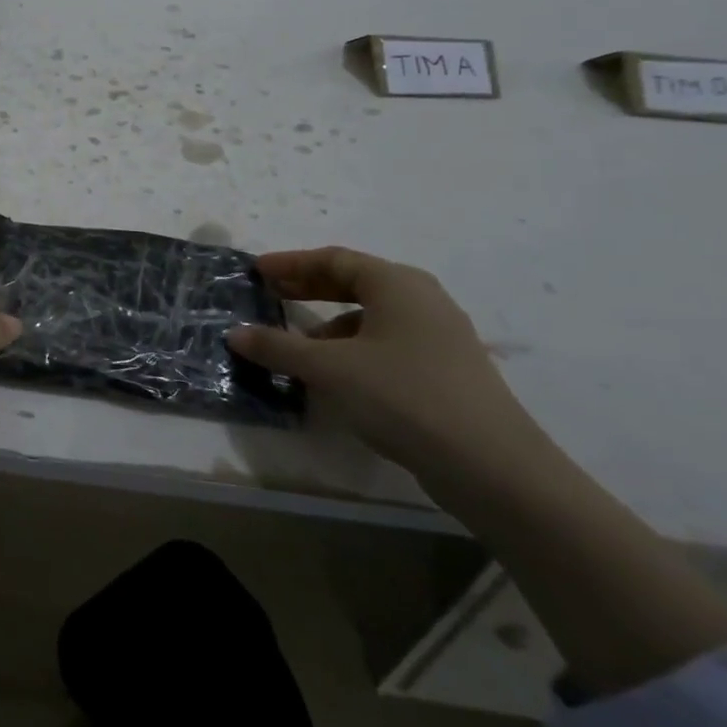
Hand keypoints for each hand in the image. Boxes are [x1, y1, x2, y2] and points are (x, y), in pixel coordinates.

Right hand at [226, 246, 549, 480]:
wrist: (491, 466)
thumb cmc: (403, 397)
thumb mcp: (329, 369)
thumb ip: (278, 347)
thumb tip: (235, 333)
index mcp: (397, 284)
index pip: (334, 259)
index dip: (291, 263)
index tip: (257, 271)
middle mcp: (422, 300)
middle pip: (355, 282)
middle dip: (308, 288)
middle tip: (270, 295)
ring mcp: (440, 336)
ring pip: (372, 316)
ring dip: (329, 323)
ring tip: (296, 346)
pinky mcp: (445, 370)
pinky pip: (387, 343)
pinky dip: (353, 348)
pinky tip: (335, 376)